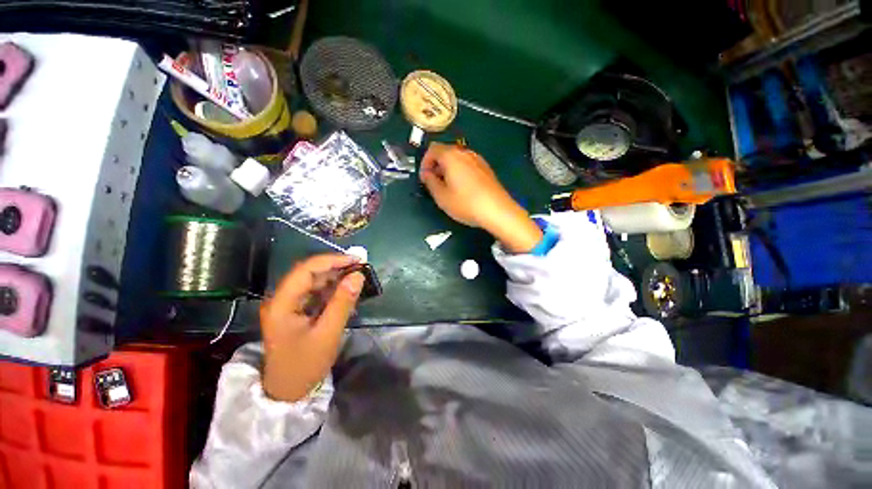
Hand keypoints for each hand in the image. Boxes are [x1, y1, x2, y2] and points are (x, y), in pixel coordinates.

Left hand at [259, 254, 363, 401]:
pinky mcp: (296, 311)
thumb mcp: (328, 334)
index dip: (331, 261)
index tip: (355, 260)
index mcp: (282, 303)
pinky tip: (346, 292)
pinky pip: (315, 293)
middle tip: (360, 267)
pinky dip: (332, 290)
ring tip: (357, 277)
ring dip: (335, 278)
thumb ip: (343, 302)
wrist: (288, 391)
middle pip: (309, 273)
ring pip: (313, 282)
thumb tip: (358, 276)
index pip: (305, 270)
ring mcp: (288, 305)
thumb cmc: (305, 365)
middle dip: (335, 267)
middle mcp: (282, 299)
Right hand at [420, 143, 542, 252]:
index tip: (425, 178)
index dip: (425, 163)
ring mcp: (478, 160)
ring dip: (448, 170)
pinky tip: (462, 189)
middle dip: (436, 166)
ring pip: (457, 159)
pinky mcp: (486, 169)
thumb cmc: (466, 203)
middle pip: (446, 152)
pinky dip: (460, 172)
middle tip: (434, 183)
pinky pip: (468, 165)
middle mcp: (465, 153)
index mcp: (452, 156)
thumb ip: (430, 182)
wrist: (497, 210)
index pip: (432, 149)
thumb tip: (428, 174)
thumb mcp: (441, 196)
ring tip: (448, 188)